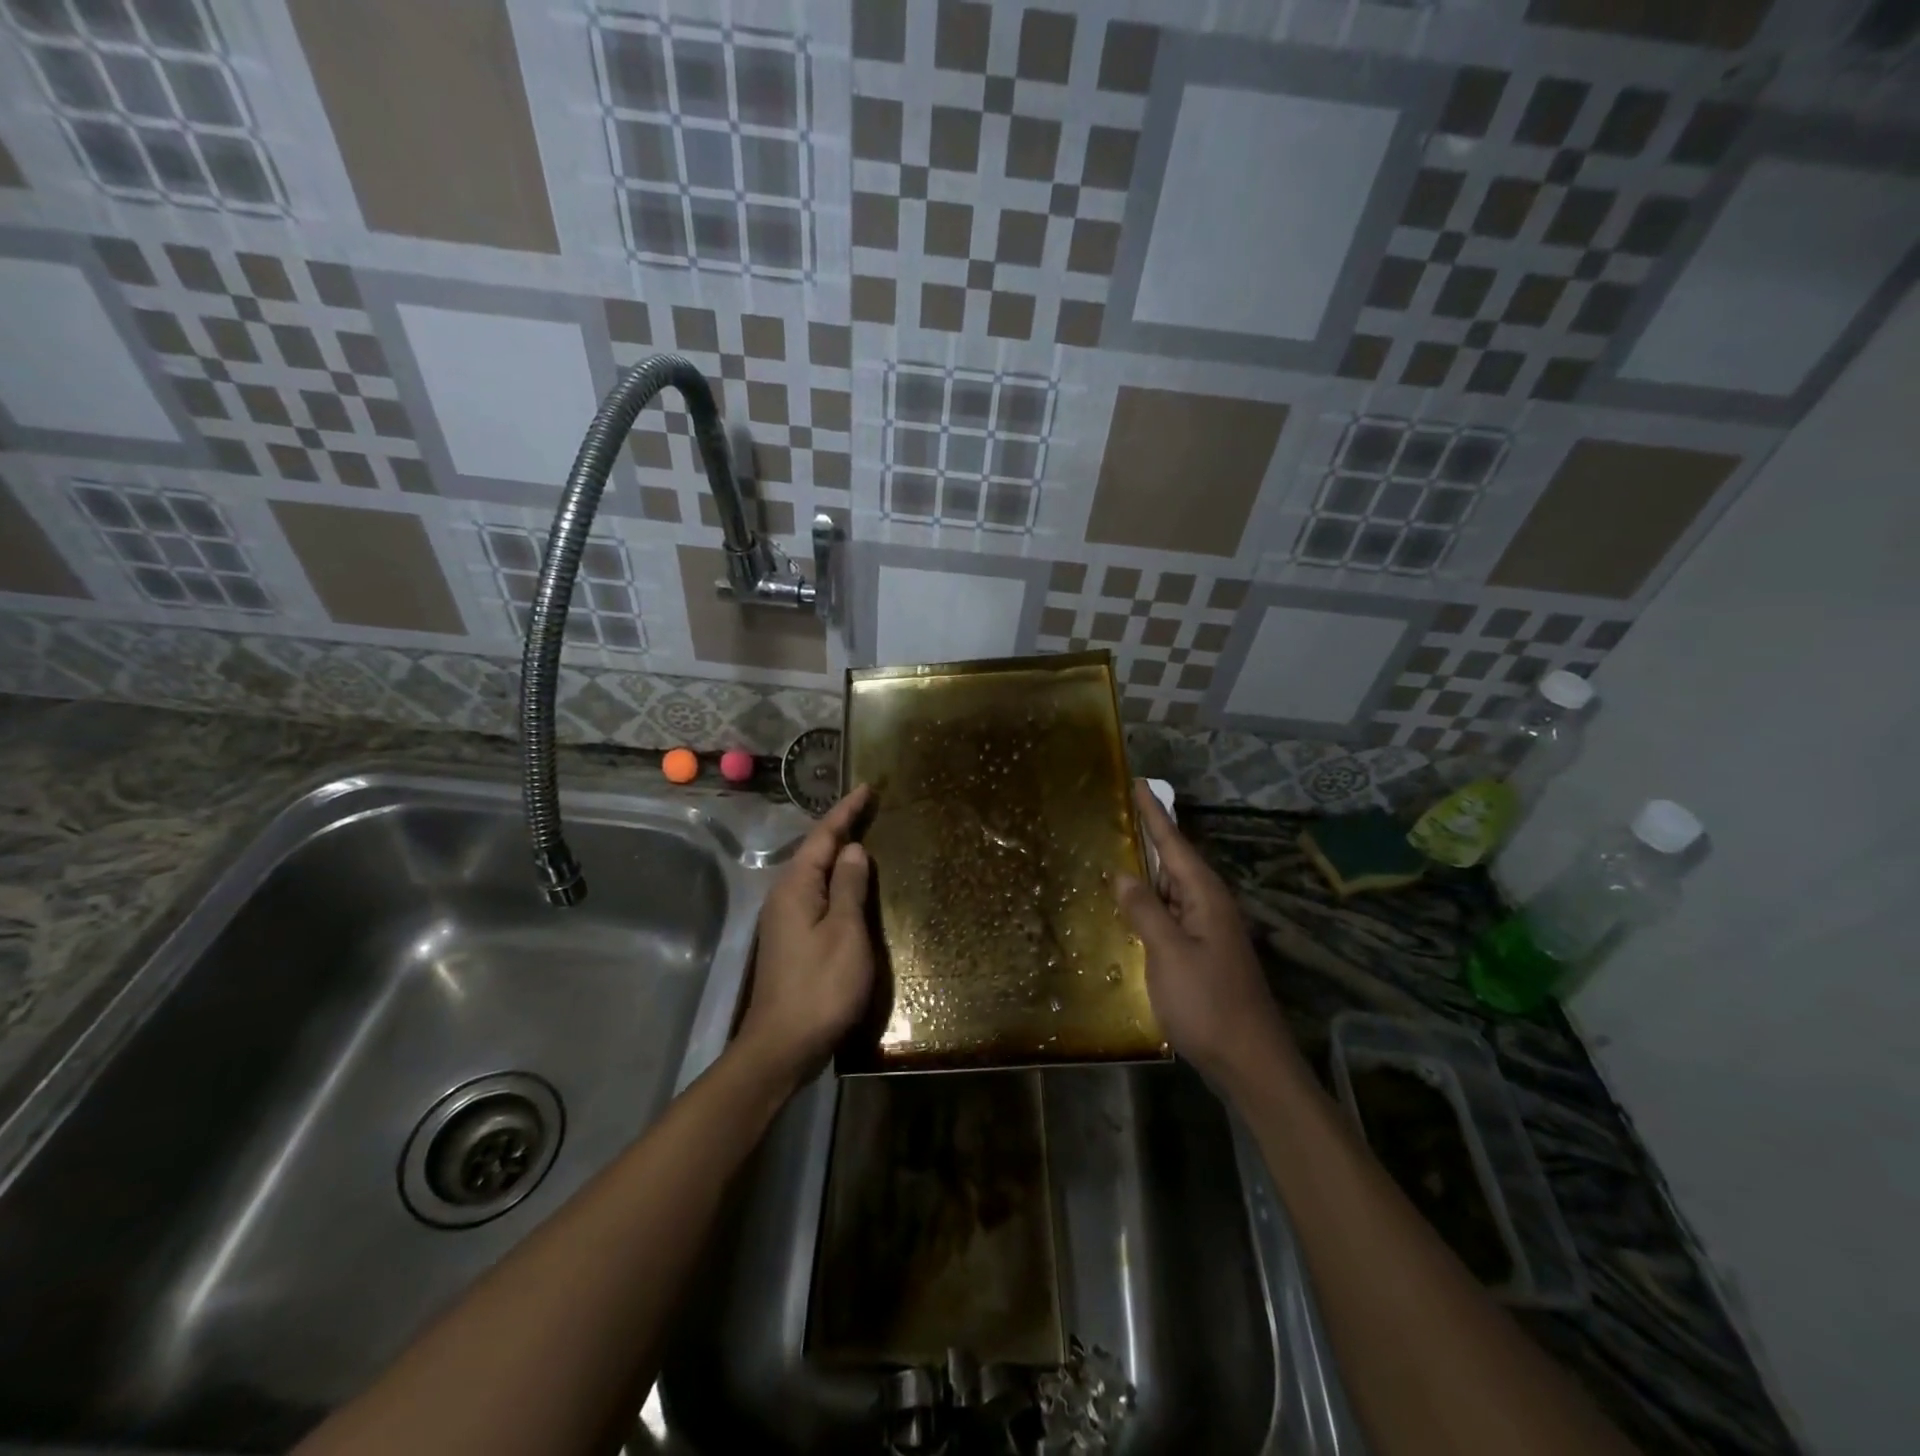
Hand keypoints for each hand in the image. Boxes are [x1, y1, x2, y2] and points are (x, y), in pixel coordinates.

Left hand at [736, 784, 874, 1086]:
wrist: (783, 1045)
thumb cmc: (821, 986)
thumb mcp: (845, 932)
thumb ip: (850, 886)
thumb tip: (853, 849)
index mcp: (797, 886)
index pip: (823, 836)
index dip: (846, 811)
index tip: (866, 787)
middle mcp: (785, 895)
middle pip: (815, 851)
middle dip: (841, 827)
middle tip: (870, 808)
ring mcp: (785, 919)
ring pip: (815, 873)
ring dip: (838, 854)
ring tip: (864, 837)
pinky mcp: (791, 939)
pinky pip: (816, 894)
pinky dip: (836, 881)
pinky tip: (851, 885)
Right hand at [1116, 781, 1294, 1086]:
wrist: (1250, 1061)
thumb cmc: (1208, 1004)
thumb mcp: (1169, 954)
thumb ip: (1144, 910)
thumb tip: (1121, 873)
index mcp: (1205, 897)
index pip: (1174, 843)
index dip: (1154, 813)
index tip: (1139, 782)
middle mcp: (1209, 906)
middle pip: (1174, 863)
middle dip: (1148, 838)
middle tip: (1116, 814)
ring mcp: (1208, 932)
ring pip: (1171, 890)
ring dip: (1146, 872)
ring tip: (1115, 852)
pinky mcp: (1202, 955)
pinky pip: (1171, 916)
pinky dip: (1149, 904)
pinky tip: (1130, 907)